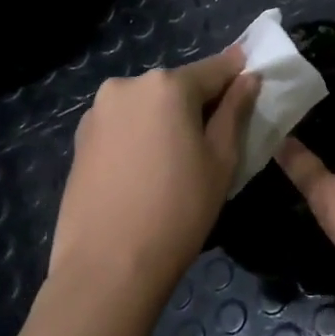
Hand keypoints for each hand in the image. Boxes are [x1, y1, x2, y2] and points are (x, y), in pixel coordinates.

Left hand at [51, 49, 258, 287]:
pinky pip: (124, 125)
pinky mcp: (80, 139)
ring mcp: (98, 112)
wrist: (107, 266)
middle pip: (178, 86)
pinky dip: (142, 136)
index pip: (215, 68)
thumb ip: (235, 111)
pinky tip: (148, 171)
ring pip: (148, 105)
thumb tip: (248, 79)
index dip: (237, 74)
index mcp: (167, 86)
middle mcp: (127, 86)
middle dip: (199, 103)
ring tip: (179, 161)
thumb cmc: (178, 210)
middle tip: (217, 138)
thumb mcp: (221, 160)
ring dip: (167, 120)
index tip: (254, 80)